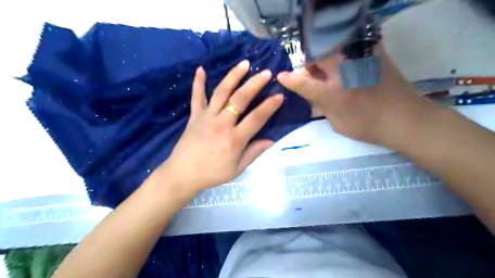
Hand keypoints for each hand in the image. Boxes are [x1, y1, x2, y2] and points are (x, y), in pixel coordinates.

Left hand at [153, 60, 284, 193]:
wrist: (183, 174)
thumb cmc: (212, 173)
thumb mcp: (237, 169)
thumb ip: (254, 153)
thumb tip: (271, 140)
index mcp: (234, 139)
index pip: (256, 118)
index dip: (269, 106)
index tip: (280, 95)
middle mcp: (221, 124)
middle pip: (240, 100)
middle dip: (254, 84)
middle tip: (266, 72)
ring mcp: (206, 117)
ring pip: (221, 93)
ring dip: (233, 77)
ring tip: (244, 64)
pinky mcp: (194, 116)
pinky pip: (196, 97)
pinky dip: (198, 83)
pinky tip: (201, 69)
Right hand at [277, 47, 438, 145]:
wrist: (405, 118)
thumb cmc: (366, 125)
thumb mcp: (335, 121)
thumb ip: (318, 103)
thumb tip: (308, 91)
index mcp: (331, 91)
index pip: (302, 81)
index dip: (290, 79)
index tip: (281, 76)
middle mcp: (342, 69)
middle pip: (316, 56)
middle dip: (309, 64)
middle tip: (312, 75)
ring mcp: (359, 57)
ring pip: (331, 47)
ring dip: (324, 57)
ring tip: (331, 71)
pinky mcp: (373, 52)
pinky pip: (350, 45)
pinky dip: (342, 53)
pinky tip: (347, 64)